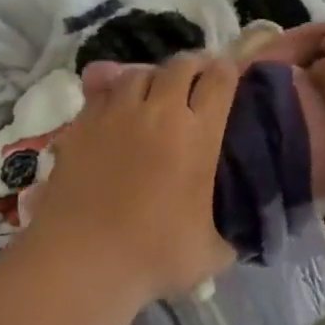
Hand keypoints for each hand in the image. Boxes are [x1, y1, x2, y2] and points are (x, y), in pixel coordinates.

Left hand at [23, 54, 237, 304]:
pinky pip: (102, 90)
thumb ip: (232, 236)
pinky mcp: (82, 123)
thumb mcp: (212, 253)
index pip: (220, 80)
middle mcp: (160, 112)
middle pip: (182, 65)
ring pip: (139, 72)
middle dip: (195, 67)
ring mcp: (117, 113)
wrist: (82, 258)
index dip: (228, 72)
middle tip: (198, 81)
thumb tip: (242, 235)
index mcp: (198, 135)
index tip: (230, 78)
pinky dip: (114, 90)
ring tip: (155, 93)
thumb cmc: (153, 256)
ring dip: (154, 77)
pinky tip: (117, 106)